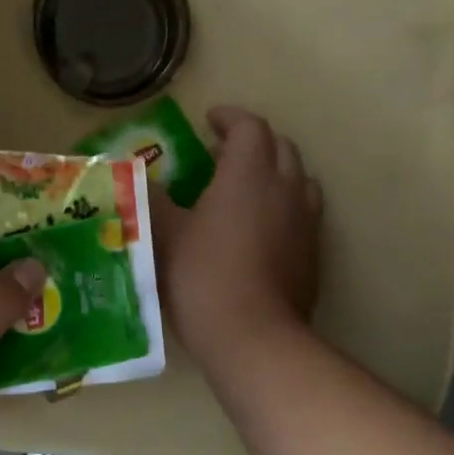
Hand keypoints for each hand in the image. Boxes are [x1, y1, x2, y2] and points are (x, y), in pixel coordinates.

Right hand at [153, 106, 321, 366]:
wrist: (253, 336)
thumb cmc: (202, 276)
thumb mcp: (164, 234)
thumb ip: (152, 199)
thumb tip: (139, 177)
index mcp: (248, 173)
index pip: (249, 126)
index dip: (229, 118)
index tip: (208, 120)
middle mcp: (285, 187)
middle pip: (280, 146)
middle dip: (252, 140)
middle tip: (221, 153)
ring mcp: (305, 221)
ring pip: (298, 177)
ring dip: (274, 170)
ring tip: (247, 186)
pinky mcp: (313, 252)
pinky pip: (304, 210)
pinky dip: (284, 202)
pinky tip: (262, 226)